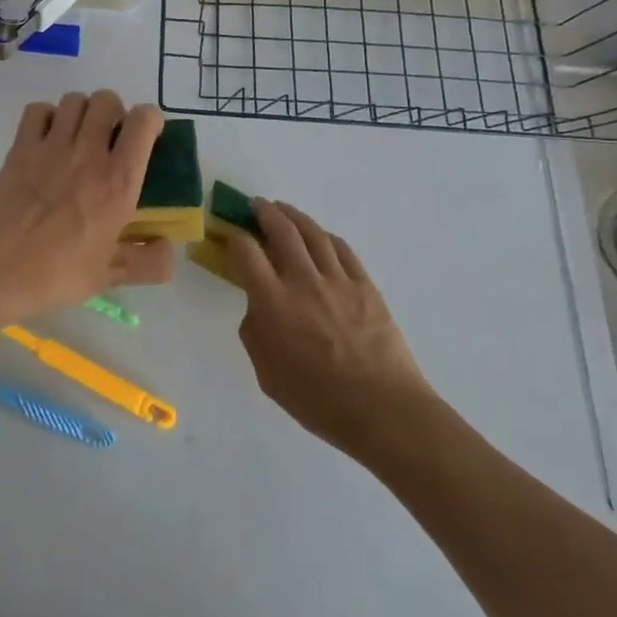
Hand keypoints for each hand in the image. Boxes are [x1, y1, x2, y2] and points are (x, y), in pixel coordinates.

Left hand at [0, 92, 173, 325]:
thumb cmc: (56, 274)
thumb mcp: (110, 276)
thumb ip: (148, 262)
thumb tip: (169, 248)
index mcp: (118, 181)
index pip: (143, 121)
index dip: (150, 121)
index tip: (147, 138)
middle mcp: (88, 153)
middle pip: (107, 99)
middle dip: (114, 111)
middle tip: (110, 138)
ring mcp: (50, 147)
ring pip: (74, 100)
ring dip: (82, 111)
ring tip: (79, 136)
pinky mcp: (20, 148)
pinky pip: (38, 110)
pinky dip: (47, 116)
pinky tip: (47, 139)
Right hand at [225, 200, 435, 458]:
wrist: (384, 411)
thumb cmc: (319, 401)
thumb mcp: (268, 375)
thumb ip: (256, 335)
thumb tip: (258, 308)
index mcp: (274, 304)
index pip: (246, 252)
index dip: (234, 239)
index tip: (231, 239)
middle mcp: (304, 282)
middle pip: (281, 231)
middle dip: (265, 213)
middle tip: (256, 206)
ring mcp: (338, 281)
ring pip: (313, 233)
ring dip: (294, 216)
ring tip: (284, 210)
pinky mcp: (366, 286)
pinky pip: (342, 250)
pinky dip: (325, 236)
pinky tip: (319, 236)